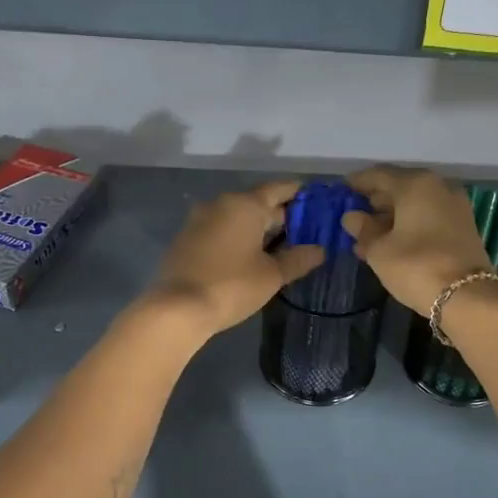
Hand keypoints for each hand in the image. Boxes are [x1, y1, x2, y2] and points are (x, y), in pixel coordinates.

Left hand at [144, 180, 325, 337]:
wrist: (177, 308)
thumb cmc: (231, 286)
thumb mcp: (271, 275)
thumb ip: (298, 259)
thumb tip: (320, 250)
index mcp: (245, 205)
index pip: (278, 189)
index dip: (299, 194)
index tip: (316, 202)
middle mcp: (221, 203)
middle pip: (258, 202)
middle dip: (281, 215)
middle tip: (304, 231)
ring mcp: (200, 220)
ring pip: (238, 216)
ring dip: (258, 227)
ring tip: (280, 245)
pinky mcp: (187, 239)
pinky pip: (221, 229)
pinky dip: (238, 236)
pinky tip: (249, 255)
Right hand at [341, 167, 491, 316]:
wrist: (468, 296)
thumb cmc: (416, 266)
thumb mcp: (380, 251)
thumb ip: (363, 230)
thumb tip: (352, 217)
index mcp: (415, 184)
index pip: (378, 175)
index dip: (357, 183)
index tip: (341, 191)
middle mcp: (438, 187)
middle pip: (399, 187)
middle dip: (375, 202)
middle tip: (354, 218)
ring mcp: (454, 206)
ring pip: (415, 204)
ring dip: (391, 217)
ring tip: (368, 237)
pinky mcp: (463, 226)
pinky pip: (428, 217)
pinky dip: (409, 225)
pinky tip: (392, 243)